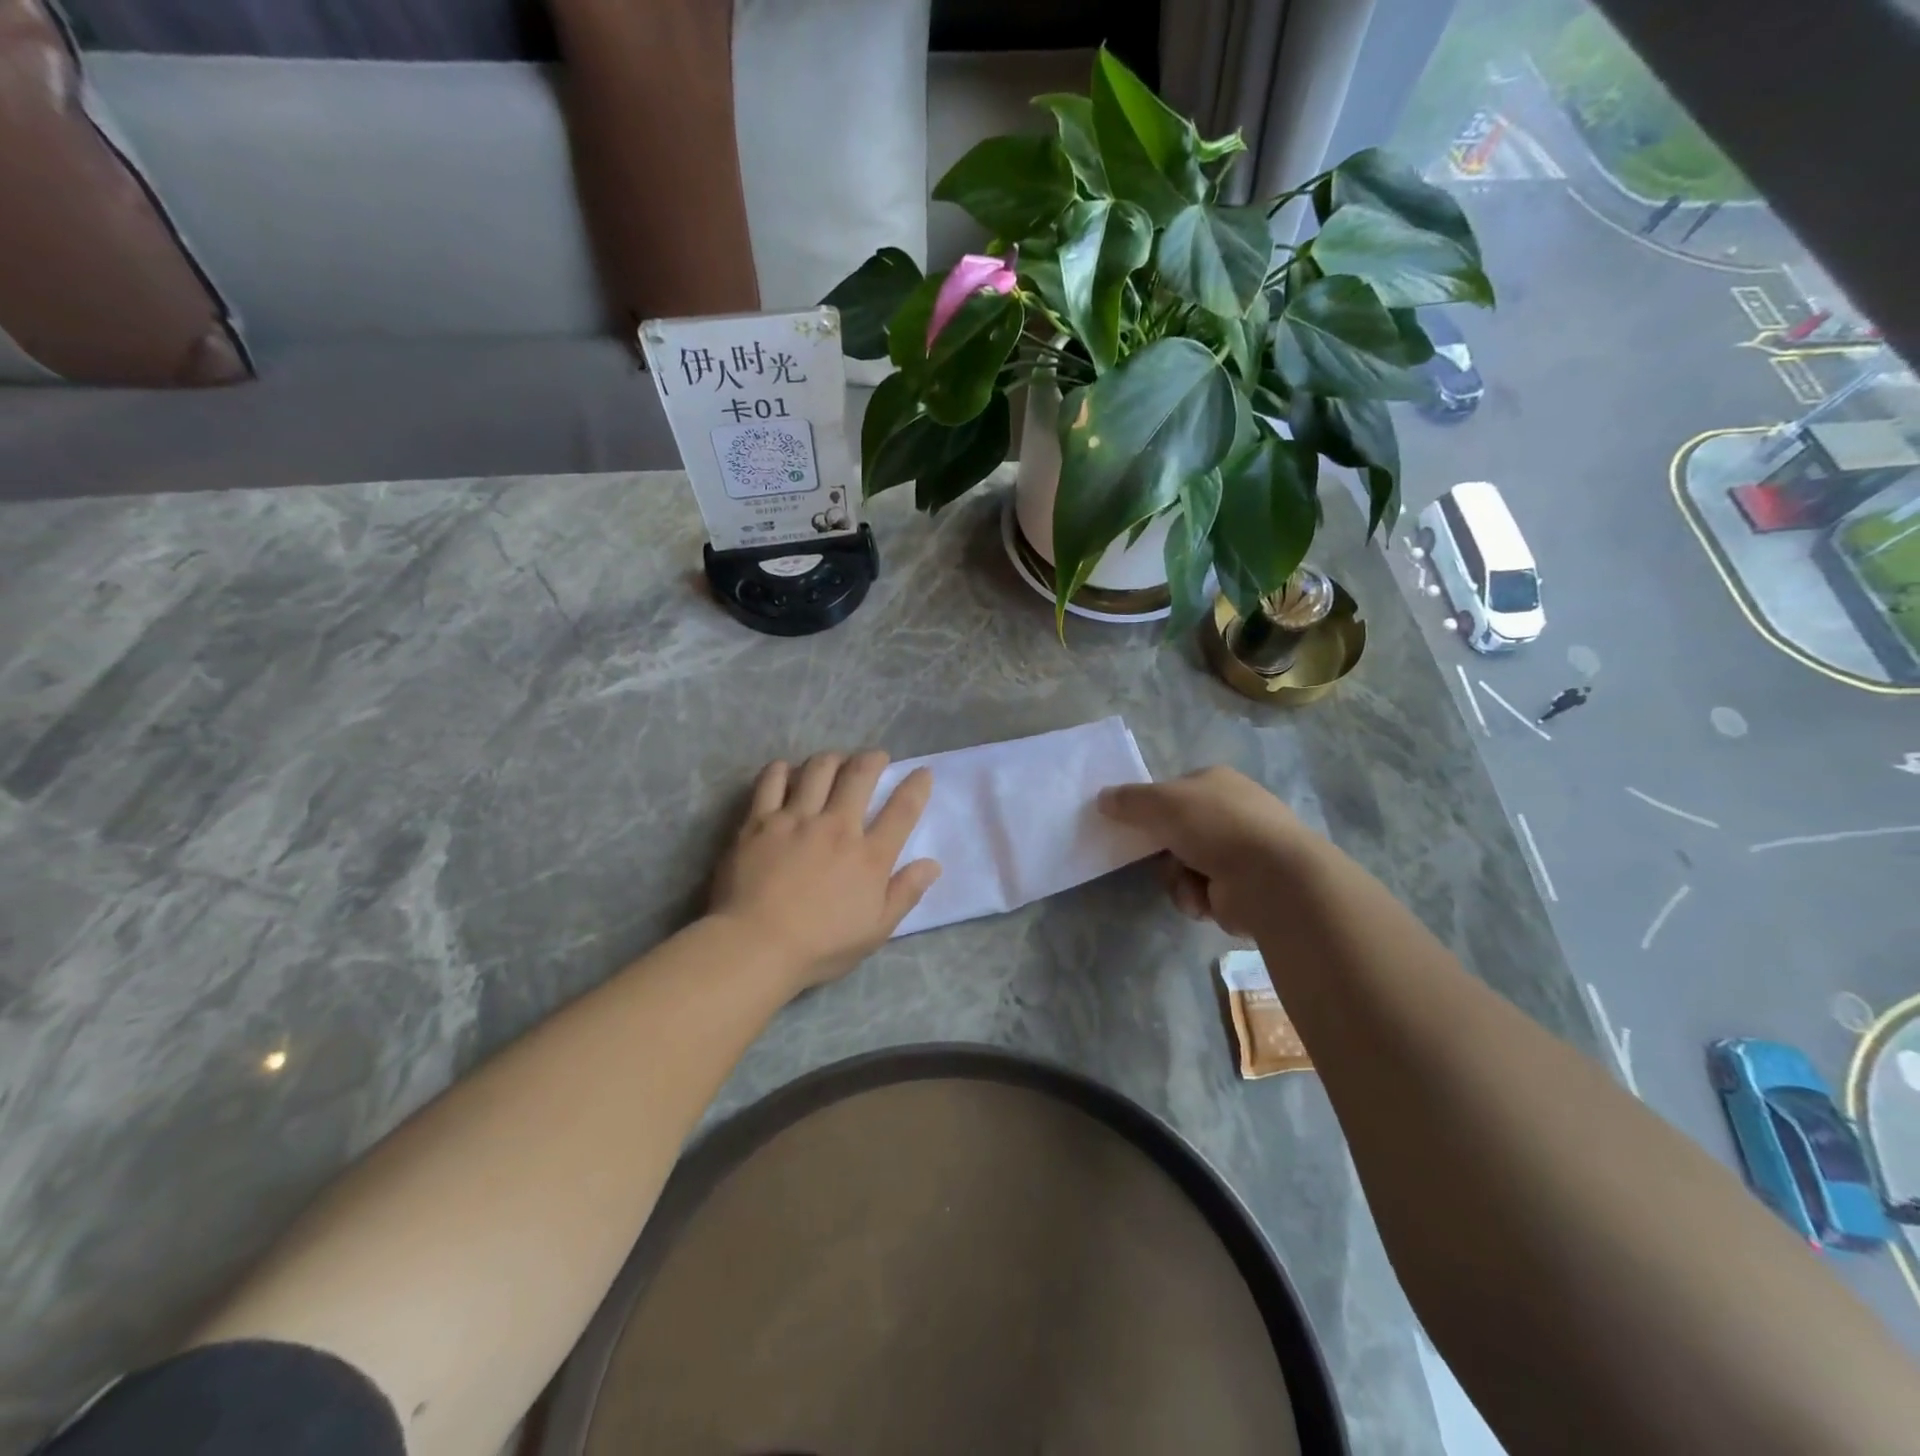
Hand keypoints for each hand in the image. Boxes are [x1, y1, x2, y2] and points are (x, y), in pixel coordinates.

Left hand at [710, 751, 940, 990]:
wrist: (754, 946)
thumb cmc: (820, 946)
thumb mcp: (875, 930)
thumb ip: (905, 893)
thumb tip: (933, 864)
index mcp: (869, 855)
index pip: (903, 809)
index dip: (917, 786)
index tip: (922, 773)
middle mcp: (837, 826)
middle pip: (860, 775)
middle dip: (873, 759)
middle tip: (876, 757)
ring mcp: (796, 819)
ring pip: (818, 768)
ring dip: (833, 759)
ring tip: (835, 762)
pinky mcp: (760, 820)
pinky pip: (772, 780)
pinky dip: (783, 770)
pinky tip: (787, 771)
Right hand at [1098, 767, 1315, 937]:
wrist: (1272, 878)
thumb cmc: (1216, 826)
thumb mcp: (1161, 802)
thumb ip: (1128, 800)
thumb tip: (1102, 798)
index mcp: (1217, 782)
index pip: (1173, 791)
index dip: (1151, 808)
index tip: (1133, 825)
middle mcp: (1231, 813)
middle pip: (1174, 833)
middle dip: (1164, 852)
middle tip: (1158, 858)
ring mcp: (1240, 852)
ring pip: (1183, 867)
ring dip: (1178, 879)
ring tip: (1191, 884)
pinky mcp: (1243, 889)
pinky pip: (1200, 893)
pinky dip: (1197, 898)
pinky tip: (1208, 900)